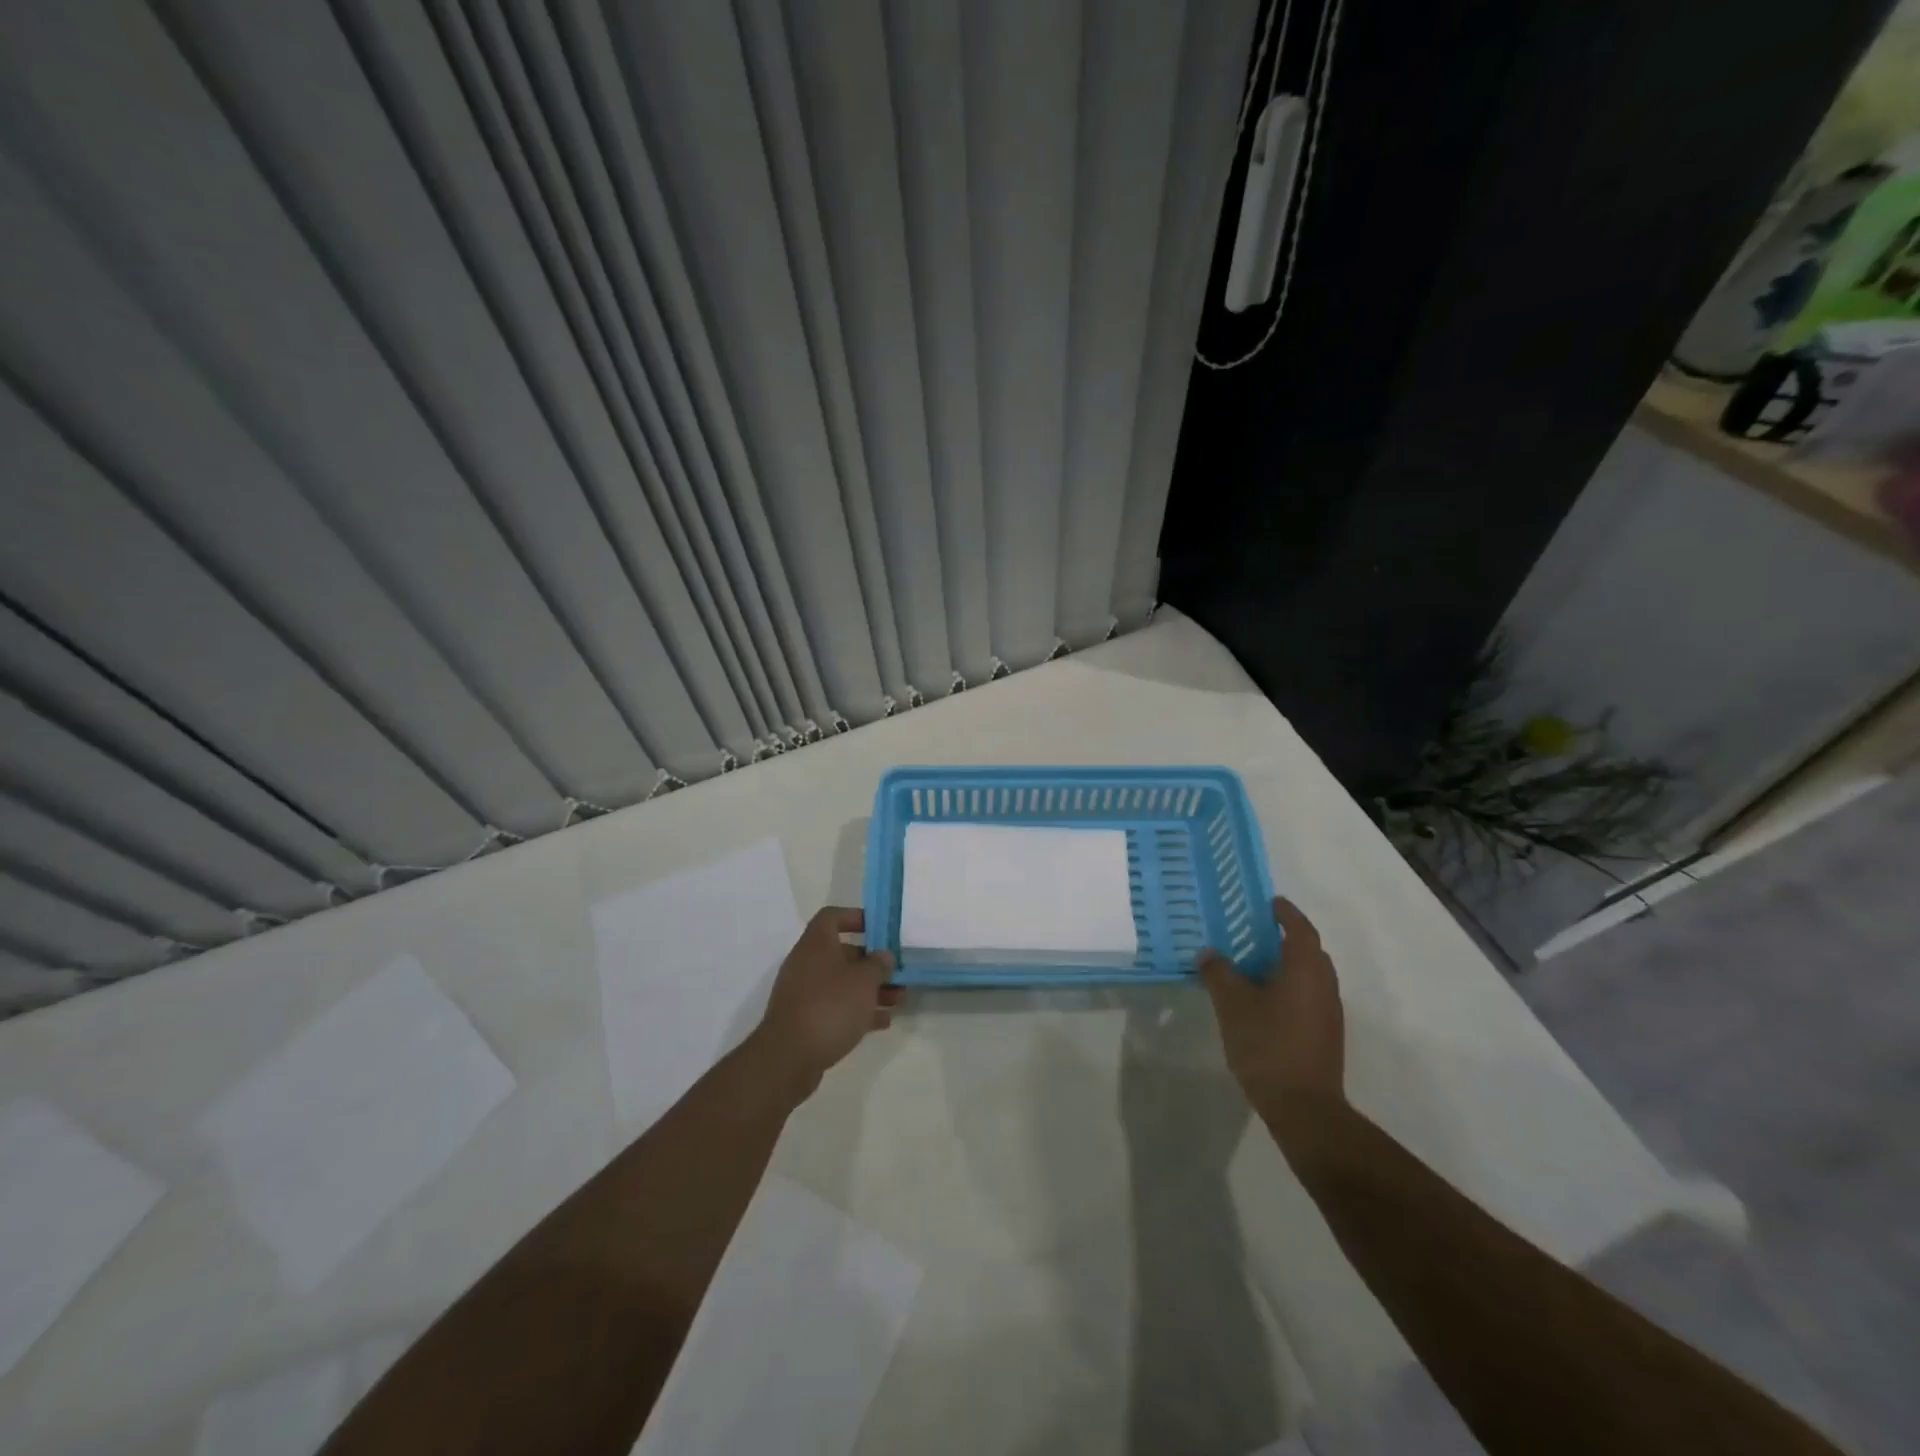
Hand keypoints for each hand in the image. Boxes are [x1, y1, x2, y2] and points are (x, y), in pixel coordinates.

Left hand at [751, 907, 899, 1093]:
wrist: (789, 1057)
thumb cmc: (830, 1006)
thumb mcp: (864, 981)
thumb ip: (878, 964)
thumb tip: (883, 956)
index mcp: (816, 944)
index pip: (832, 916)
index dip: (856, 917)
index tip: (879, 929)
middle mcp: (807, 963)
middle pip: (842, 953)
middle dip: (872, 963)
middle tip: (897, 972)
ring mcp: (804, 993)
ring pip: (842, 983)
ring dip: (870, 989)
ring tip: (898, 1000)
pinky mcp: (805, 1020)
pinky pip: (836, 1007)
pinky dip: (858, 1010)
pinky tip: (881, 1023)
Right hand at [1199, 898, 1344, 1104]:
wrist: (1304, 1107)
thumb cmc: (1267, 1045)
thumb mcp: (1232, 1005)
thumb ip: (1219, 973)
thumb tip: (1209, 953)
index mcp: (1305, 969)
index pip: (1300, 928)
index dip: (1285, 912)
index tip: (1269, 902)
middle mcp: (1324, 984)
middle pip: (1309, 950)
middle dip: (1286, 938)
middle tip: (1255, 932)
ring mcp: (1329, 1012)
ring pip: (1310, 975)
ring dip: (1287, 965)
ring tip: (1254, 965)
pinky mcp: (1326, 1034)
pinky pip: (1309, 996)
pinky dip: (1290, 987)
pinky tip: (1264, 1000)